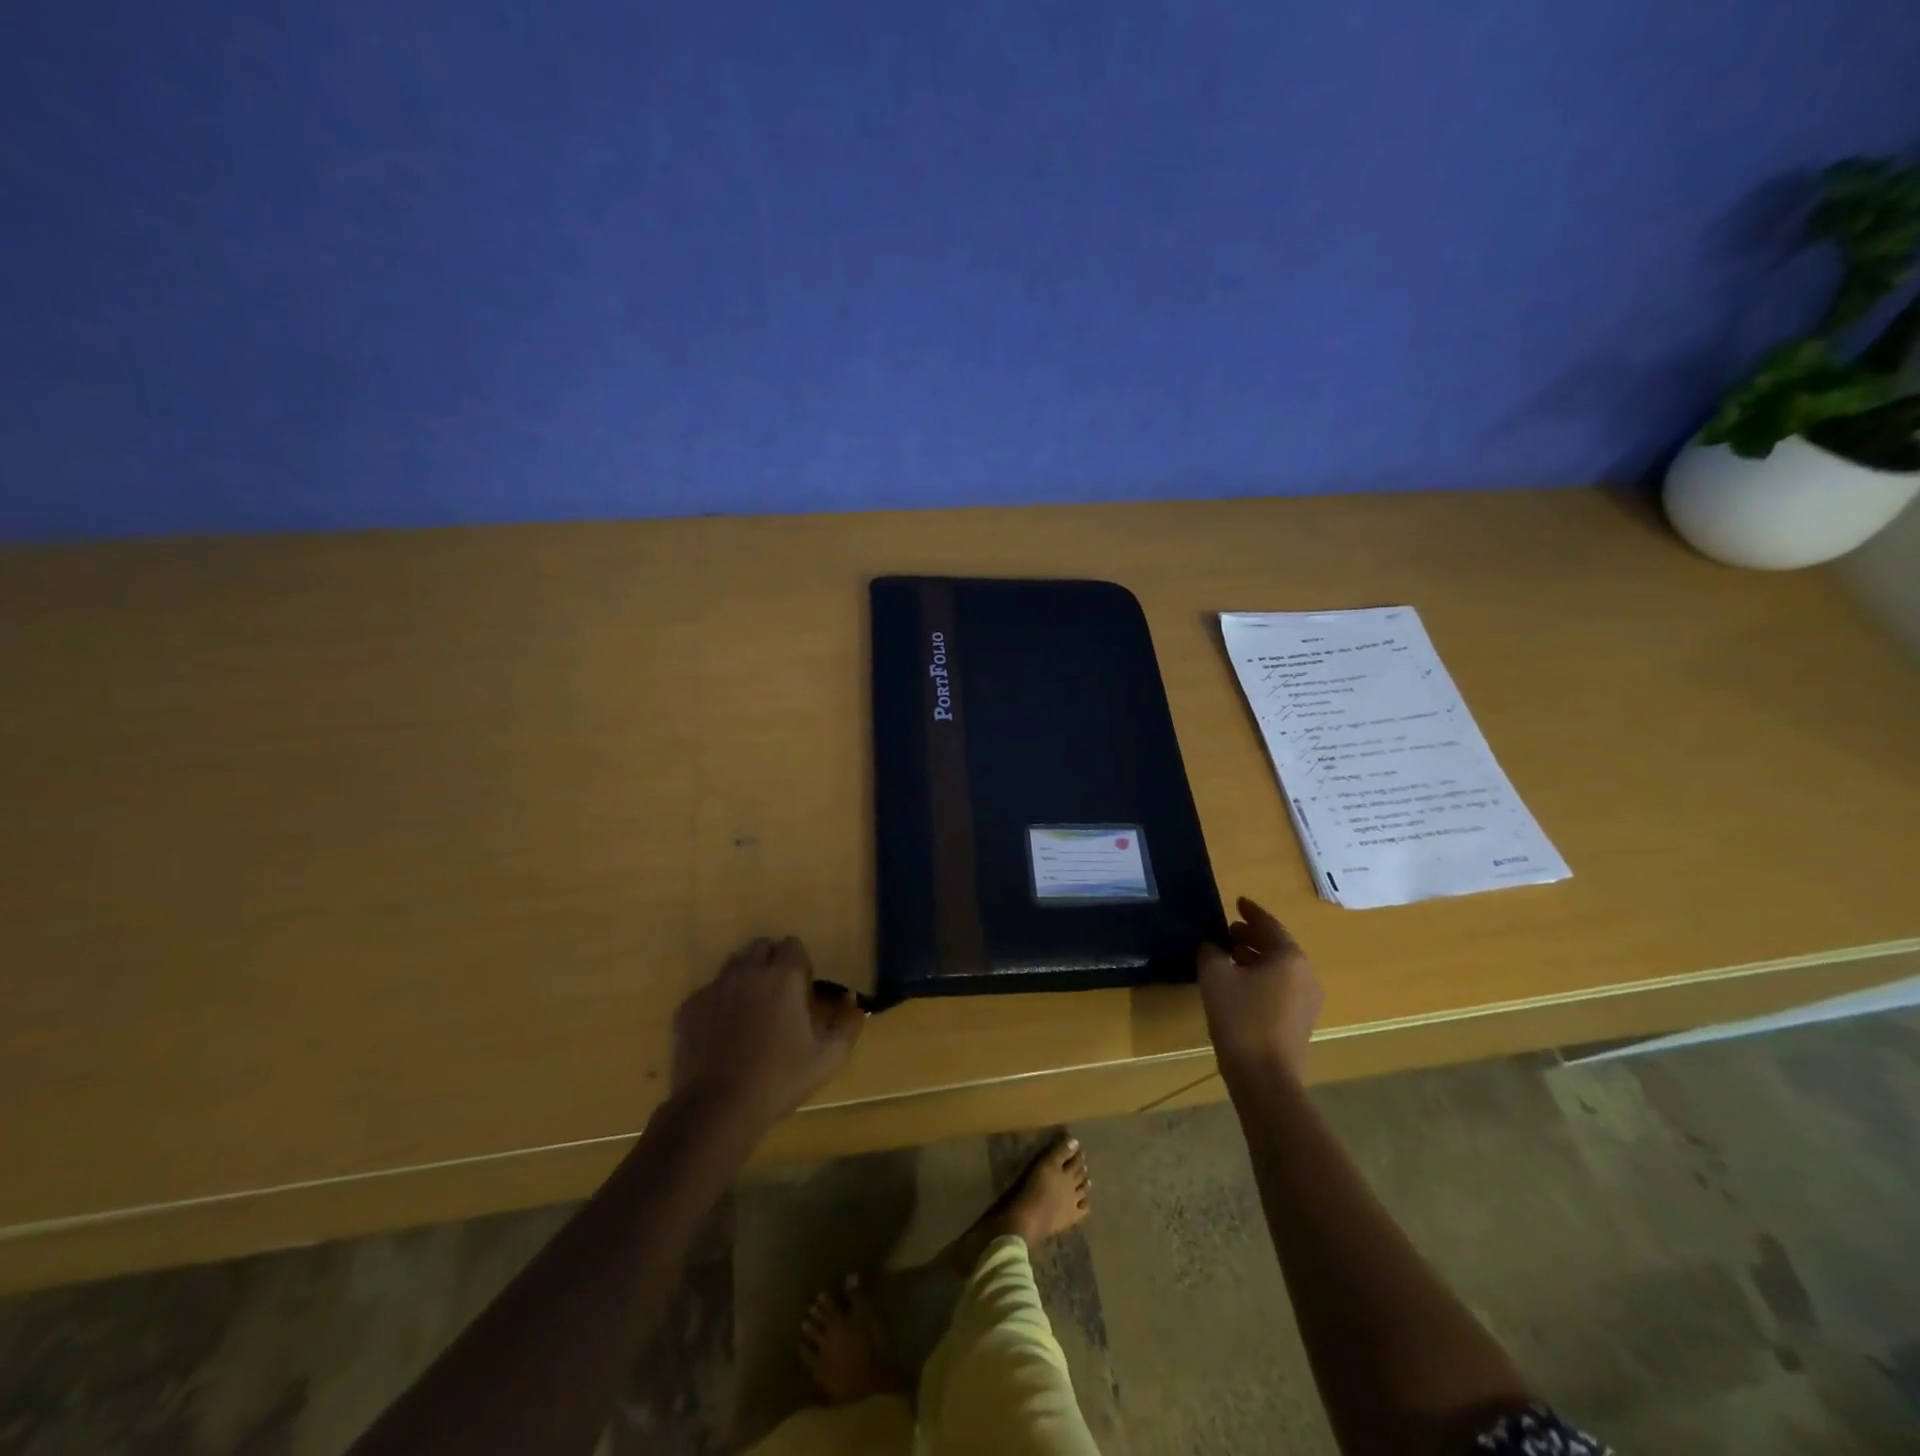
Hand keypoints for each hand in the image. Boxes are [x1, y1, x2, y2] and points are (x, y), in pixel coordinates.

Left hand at [671, 936, 866, 1128]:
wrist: (716, 1109)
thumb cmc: (779, 1080)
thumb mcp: (827, 1058)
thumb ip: (847, 1024)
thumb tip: (852, 1000)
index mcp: (783, 977)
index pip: (793, 945)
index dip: (800, 965)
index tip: (801, 991)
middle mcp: (748, 972)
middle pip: (761, 947)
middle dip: (771, 963)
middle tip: (776, 998)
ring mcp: (714, 987)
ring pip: (733, 966)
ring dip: (745, 979)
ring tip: (749, 1013)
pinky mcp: (689, 1007)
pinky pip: (709, 991)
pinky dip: (718, 1003)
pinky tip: (722, 1034)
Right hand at [1197, 897, 1323, 1087]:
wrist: (1265, 1078)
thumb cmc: (1240, 1018)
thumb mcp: (1215, 977)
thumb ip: (1211, 952)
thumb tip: (1212, 945)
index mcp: (1289, 958)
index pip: (1269, 925)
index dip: (1251, 912)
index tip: (1237, 902)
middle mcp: (1305, 975)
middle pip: (1277, 946)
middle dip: (1252, 936)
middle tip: (1227, 931)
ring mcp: (1307, 1001)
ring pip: (1280, 969)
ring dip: (1256, 958)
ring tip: (1229, 956)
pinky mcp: (1301, 1023)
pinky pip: (1281, 987)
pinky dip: (1262, 978)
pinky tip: (1239, 984)